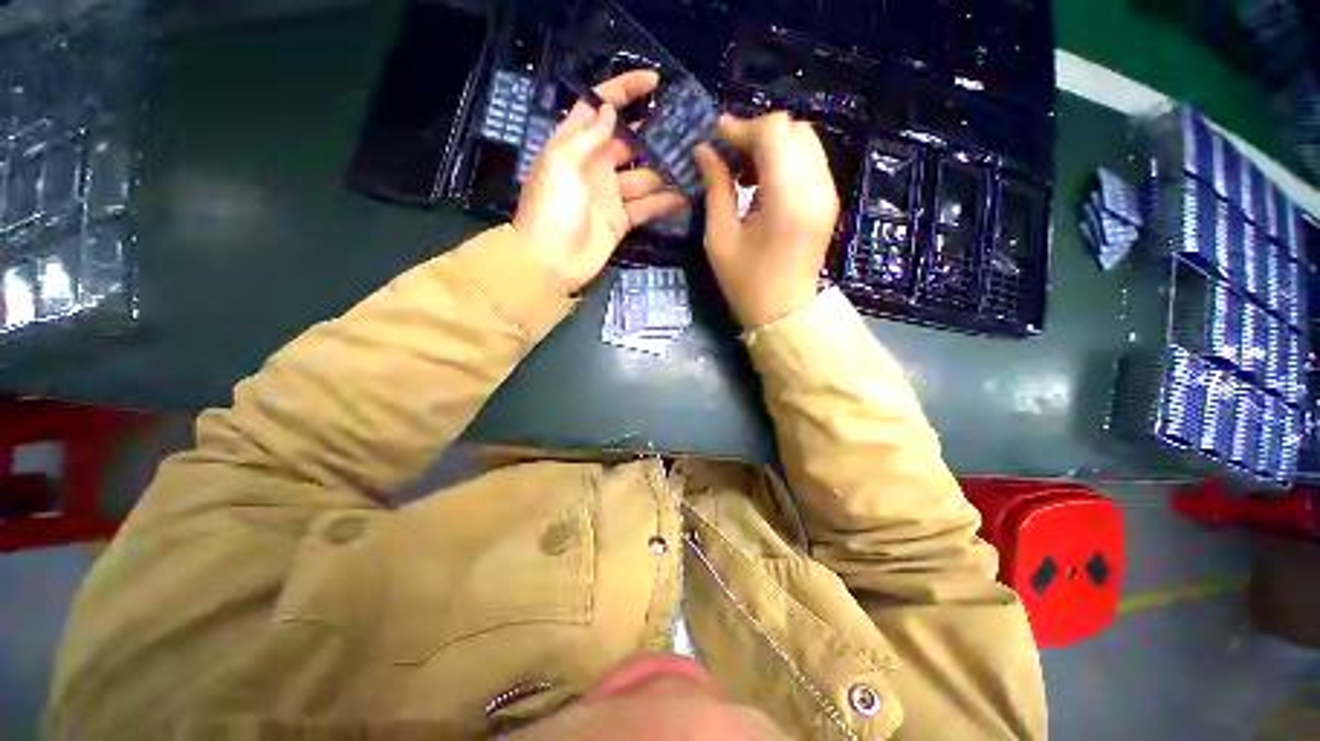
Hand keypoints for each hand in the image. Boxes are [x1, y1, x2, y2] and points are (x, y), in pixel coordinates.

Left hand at [513, 70, 687, 294]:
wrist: (550, 264)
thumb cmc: (550, 210)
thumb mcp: (561, 166)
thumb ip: (587, 137)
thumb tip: (609, 108)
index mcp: (575, 146)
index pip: (600, 107)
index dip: (624, 90)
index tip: (654, 81)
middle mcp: (596, 166)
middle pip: (629, 141)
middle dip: (654, 132)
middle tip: (686, 127)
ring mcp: (611, 195)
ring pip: (644, 175)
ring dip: (666, 169)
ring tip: (694, 161)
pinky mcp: (621, 220)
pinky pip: (646, 206)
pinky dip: (664, 202)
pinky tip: (686, 195)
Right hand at [694, 113, 839, 328]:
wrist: (784, 311)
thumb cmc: (746, 282)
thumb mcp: (721, 237)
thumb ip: (716, 187)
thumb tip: (704, 150)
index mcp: (787, 199)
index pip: (775, 133)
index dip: (743, 127)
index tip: (717, 136)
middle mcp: (816, 188)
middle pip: (793, 130)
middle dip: (758, 134)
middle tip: (731, 157)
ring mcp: (828, 193)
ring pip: (805, 141)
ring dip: (773, 146)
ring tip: (746, 172)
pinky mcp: (829, 201)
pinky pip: (811, 161)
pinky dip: (786, 160)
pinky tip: (765, 184)